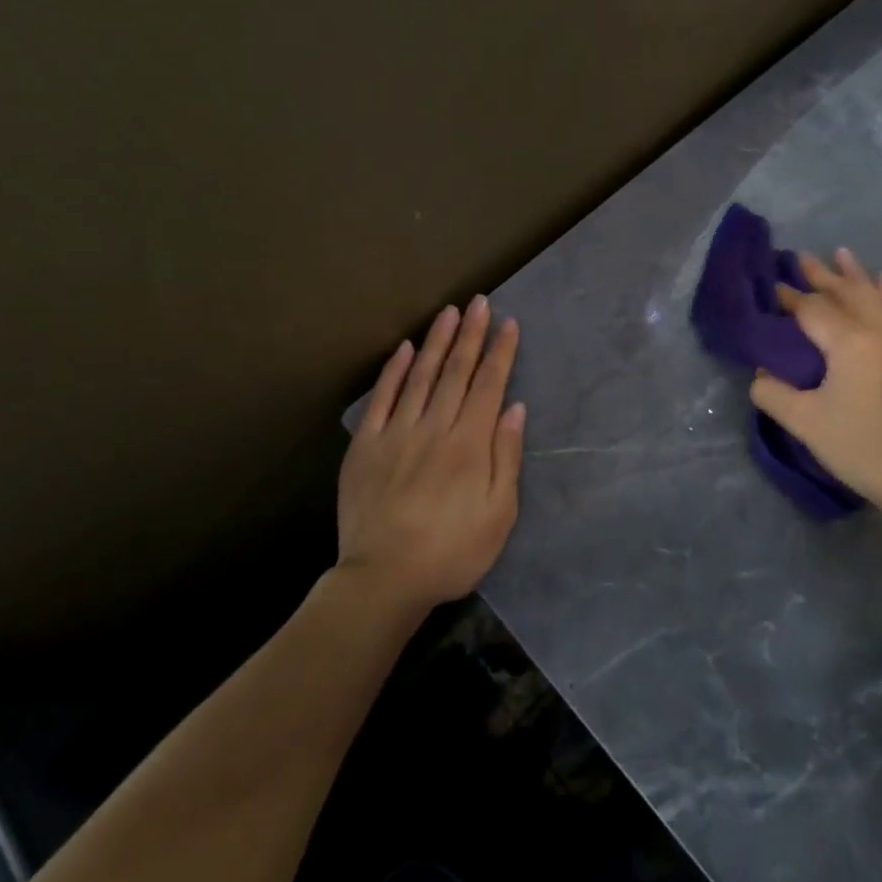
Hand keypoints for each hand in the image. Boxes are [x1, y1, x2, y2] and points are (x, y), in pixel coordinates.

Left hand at [338, 296, 525, 609]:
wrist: (383, 579)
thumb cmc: (452, 552)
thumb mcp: (498, 514)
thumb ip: (506, 457)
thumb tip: (515, 408)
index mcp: (469, 445)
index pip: (489, 386)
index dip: (500, 352)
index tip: (508, 323)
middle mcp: (434, 428)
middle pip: (456, 372)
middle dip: (471, 334)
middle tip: (480, 302)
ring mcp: (397, 433)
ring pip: (421, 376)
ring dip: (437, 342)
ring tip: (449, 312)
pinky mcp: (366, 446)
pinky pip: (382, 399)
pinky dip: (395, 371)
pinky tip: (405, 349)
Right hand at [750, 248, 881, 528]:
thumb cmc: (862, 448)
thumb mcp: (805, 424)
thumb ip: (774, 393)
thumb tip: (761, 373)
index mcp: (850, 345)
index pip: (813, 310)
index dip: (790, 298)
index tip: (773, 287)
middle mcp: (881, 335)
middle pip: (847, 295)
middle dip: (822, 275)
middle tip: (802, 256)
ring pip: (878, 300)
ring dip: (858, 276)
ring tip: (844, 254)